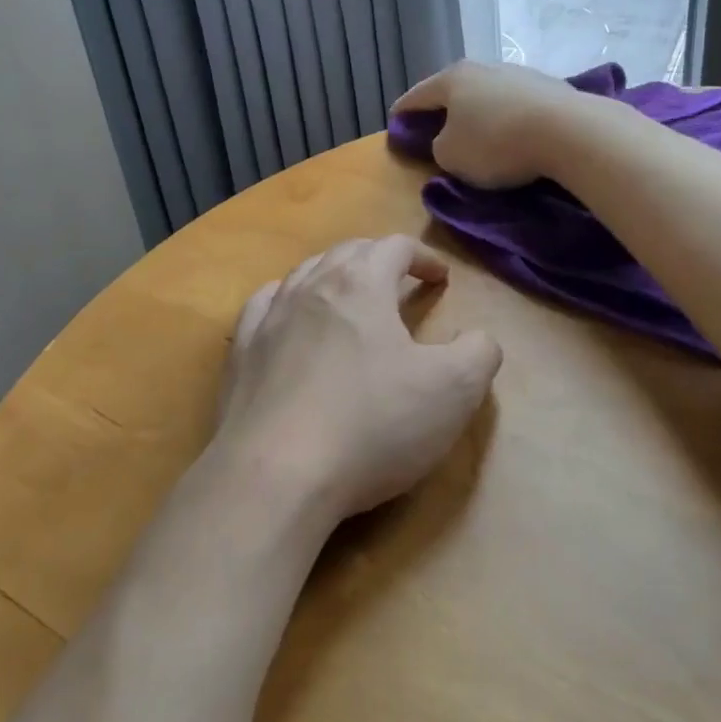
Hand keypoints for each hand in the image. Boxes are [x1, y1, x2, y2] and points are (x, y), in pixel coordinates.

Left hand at [215, 236, 502, 523]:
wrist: (275, 474)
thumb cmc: (371, 424)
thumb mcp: (453, 391)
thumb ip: (479, 353)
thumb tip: (479, 338)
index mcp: (361, 284)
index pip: (395, 247)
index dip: (423, 256)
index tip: (440, 278)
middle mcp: (311, 286)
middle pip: (349, 252)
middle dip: (379, 259)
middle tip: (400, 280)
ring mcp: (270, 317)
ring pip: (305, 273)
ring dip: (334, 275)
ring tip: (349, 296)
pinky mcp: (242, 352)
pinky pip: (265, 305)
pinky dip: (286, 300)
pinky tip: (289, 316)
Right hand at [392, 60, 586, 188]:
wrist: (568, 131)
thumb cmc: (496, 143)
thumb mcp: (451, 156)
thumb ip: (438, 147)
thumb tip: (448, 140)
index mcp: (452, 79)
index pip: (417, 95)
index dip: (403, 110)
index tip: (394, 121)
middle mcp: (483, 68)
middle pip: (454, 89)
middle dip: (443, 108)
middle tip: (436, 127)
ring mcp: (518, 73)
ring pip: (487, 94)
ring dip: (478, 112)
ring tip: (477, 132)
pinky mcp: (549, 86)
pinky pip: (515, 104)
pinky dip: (507, 117)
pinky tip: (512, 133)